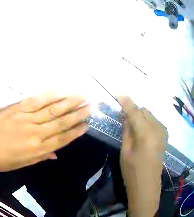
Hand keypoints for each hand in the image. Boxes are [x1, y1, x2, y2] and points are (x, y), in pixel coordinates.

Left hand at [0, 93, 89, 171]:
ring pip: (53, 110)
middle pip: (61, 123)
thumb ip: (39, 157)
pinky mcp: (18, 109)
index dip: (75, 132)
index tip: (86, 125)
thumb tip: (56, 153)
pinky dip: (50, 96)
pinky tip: (60, 91)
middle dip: (77, 114)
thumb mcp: (19, 164)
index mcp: (36, 150)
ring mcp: (27, 119)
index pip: (62, 140)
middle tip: (90, 107)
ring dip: (69, 103)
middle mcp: (36, 134)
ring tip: (82, 97)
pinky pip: (37, 101)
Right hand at [118, 96, 166, 216]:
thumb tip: (126, 118)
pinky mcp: (165, 134)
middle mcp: (156, 127)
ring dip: (142, 119)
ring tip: (137, 133)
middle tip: (127, 122)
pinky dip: (148, 124)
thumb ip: (127, 133)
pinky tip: (145, 137)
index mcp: (145, 133)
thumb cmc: (133, 174)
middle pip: (144, 110)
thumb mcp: (125, 155)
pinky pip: (155, 121)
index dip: (126, 102)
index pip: (135, 111)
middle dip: (135, 112)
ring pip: (150, 115)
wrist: (148, 187)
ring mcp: (162, 130)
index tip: (118, 95)